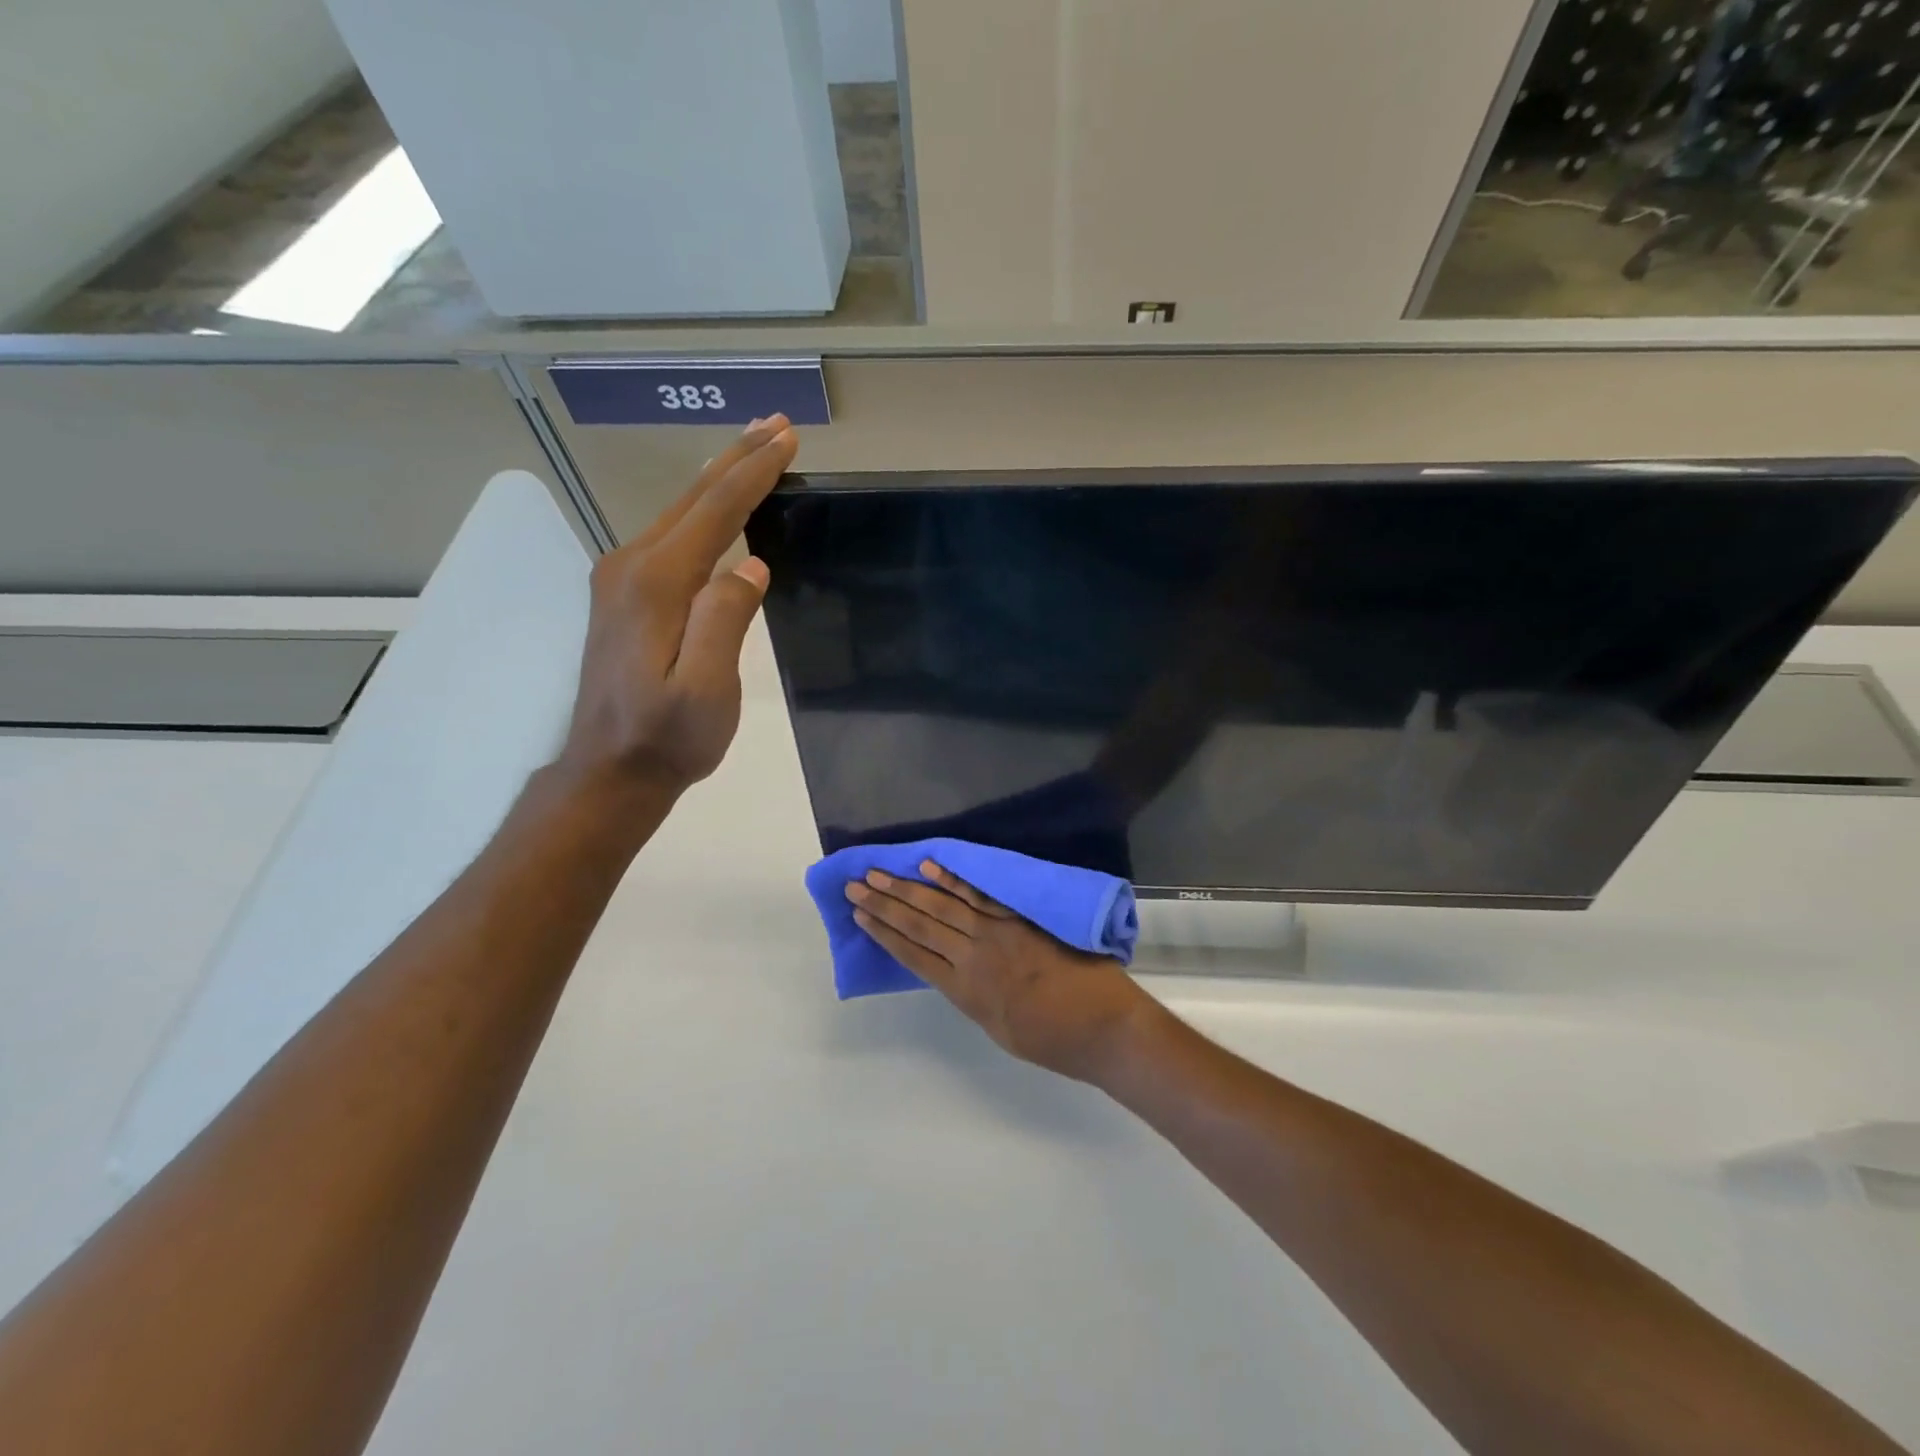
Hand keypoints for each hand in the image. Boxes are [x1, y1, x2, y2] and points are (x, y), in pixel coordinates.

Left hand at [560, 415, 798, 794]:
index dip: (753, 472)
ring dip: (719, 480)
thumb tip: (750, 566)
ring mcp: (621, 580)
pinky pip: (670, 536)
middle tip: (775, 424)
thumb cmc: (666, 737)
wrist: (610, 770)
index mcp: (656, 583)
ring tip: (754, 452)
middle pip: (692, 499)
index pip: (715, 512)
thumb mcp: (706, 689)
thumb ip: (724, 621)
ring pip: (679, 513)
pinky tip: (715, 507)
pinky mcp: (623, 596)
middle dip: (737, 459)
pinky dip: (702, 511)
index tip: (788, 438)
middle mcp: (631, 567)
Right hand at [846, 861, 1160, 1083]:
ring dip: (907, 888)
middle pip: (920, 925)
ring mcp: (996, 932)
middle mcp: (973, 956)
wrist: (1105, 1027)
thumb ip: (975, 998)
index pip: (913, 956)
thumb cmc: (1055, 1042)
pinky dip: (953, 879)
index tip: (860, 915)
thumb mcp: (1000, 1030)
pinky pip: (980, 894)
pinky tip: (930, 866)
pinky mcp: (1020, 917)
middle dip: (885, 905)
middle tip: (856, 884)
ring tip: (879, 873)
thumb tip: (958, 973)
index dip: (884, 934)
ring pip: (942, 906)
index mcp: (966, 992)